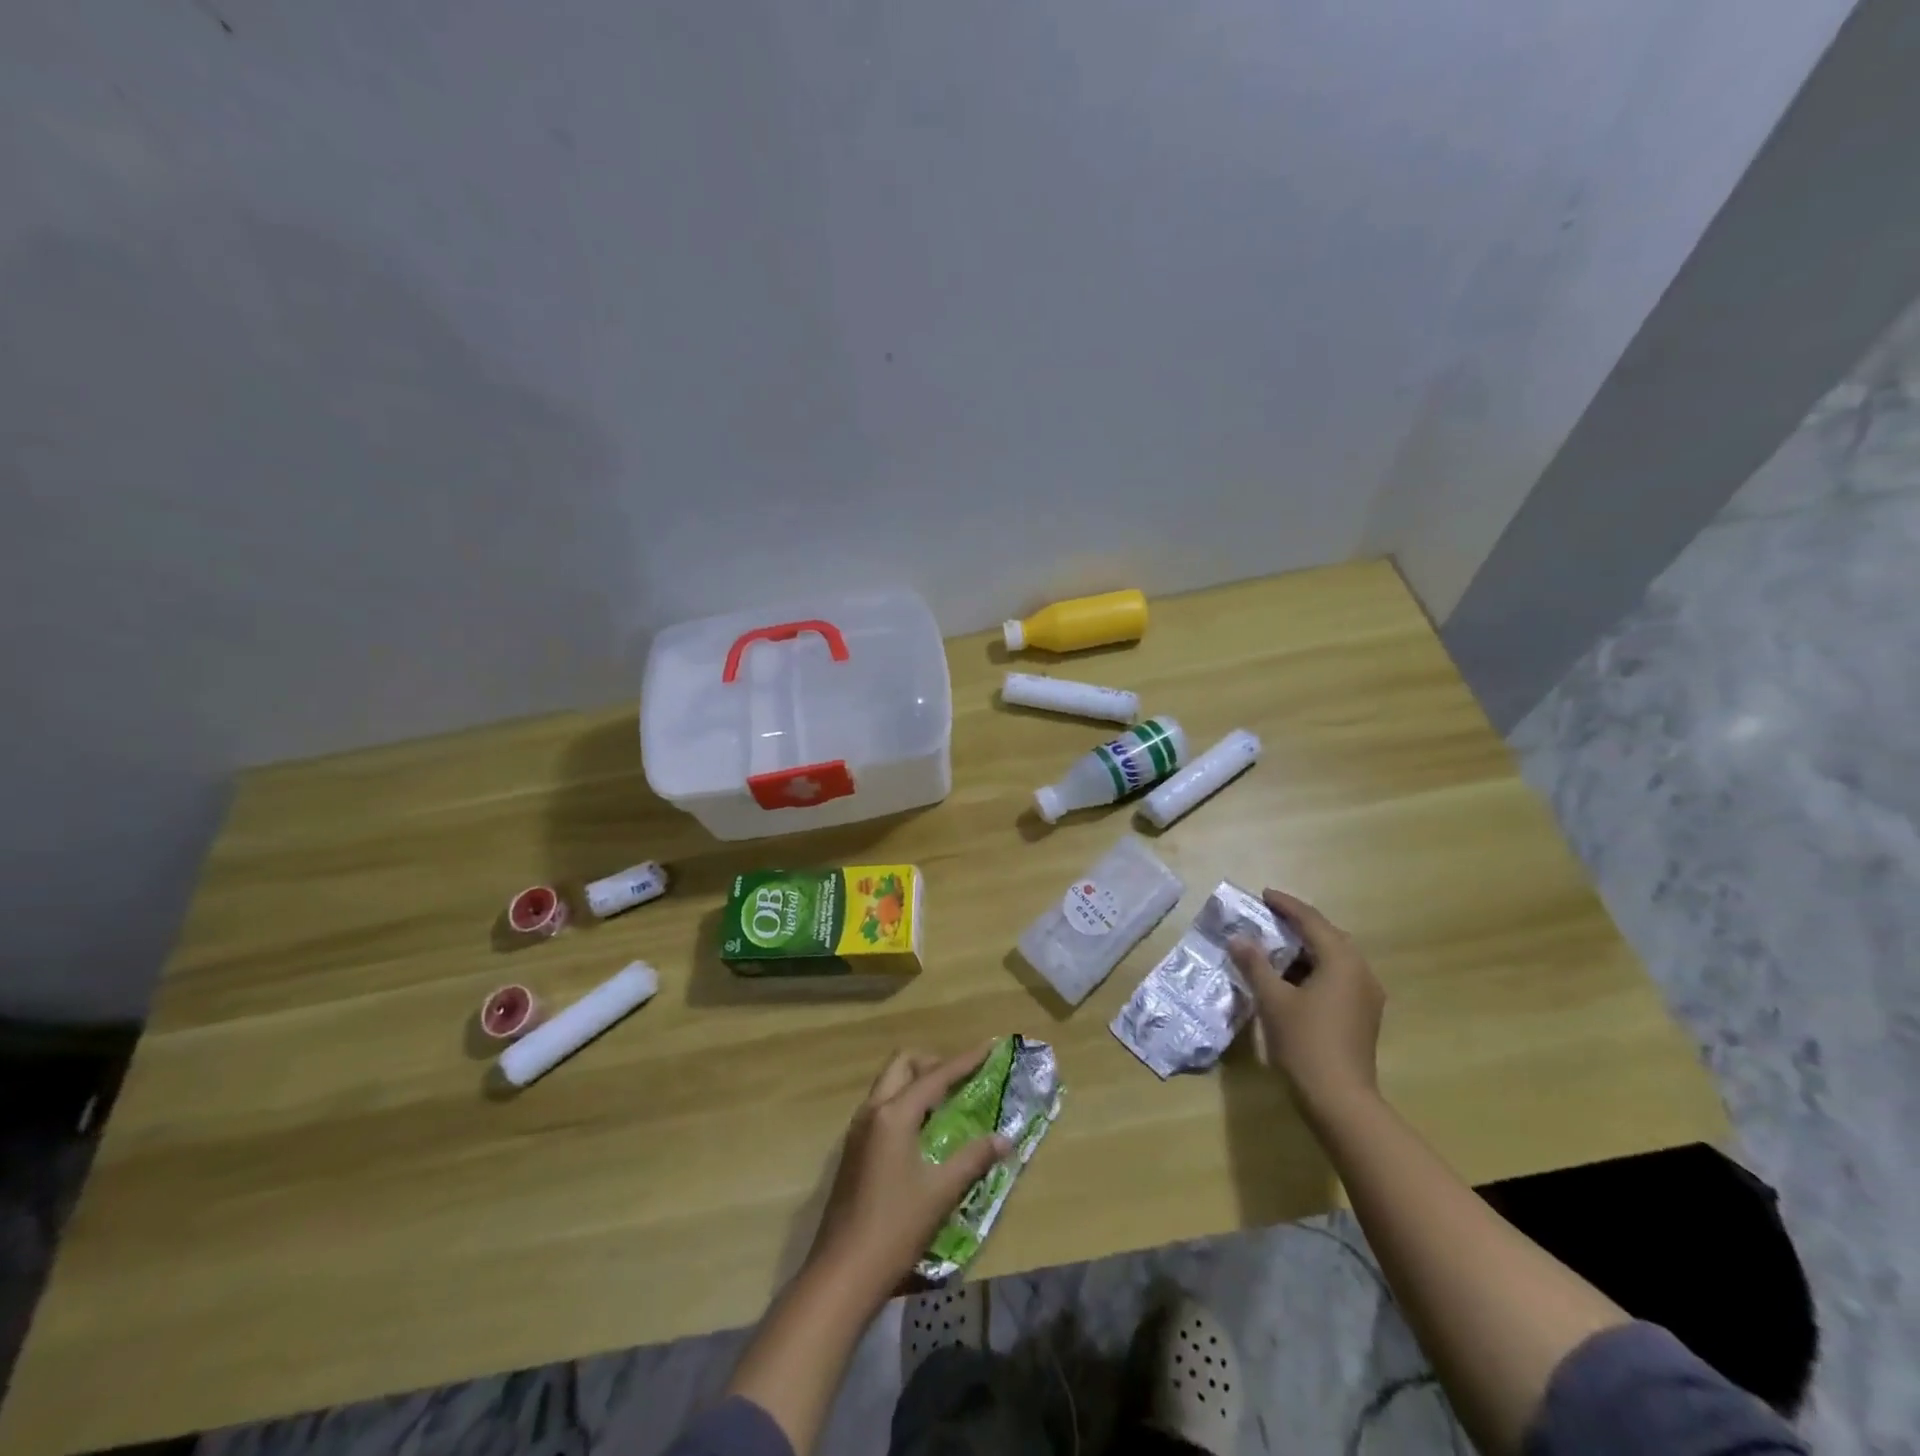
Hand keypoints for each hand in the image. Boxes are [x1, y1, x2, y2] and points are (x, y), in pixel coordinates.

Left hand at [804, 1045, 1010, 1305]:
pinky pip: (882, 1106)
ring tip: (946, 1102)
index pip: (935, 1076)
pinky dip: (904, 1102)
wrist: (842, 1273)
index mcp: (894, 1114)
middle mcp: (872, 1111)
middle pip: (903, 1065)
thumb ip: (974, 1159)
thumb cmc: (895, 1228)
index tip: (988, 1047)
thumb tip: (1005, 1139)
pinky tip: (921, 1130)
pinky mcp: (853, 1149)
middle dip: (933, 1063)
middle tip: (961, 1079)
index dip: (964, 1061)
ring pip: (889, 1084)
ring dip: (916, 1081)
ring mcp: (858, 1130)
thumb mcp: (941, 1192)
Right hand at [1230, 889, 1385, 1115]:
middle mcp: (1360, 972)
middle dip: (1299, 924)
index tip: (1264, 894)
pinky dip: (1314, 968)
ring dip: (1306, 948)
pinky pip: (1338, 977)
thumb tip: (1238, 938)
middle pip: (1328, 936)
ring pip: (1335, 958)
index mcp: (1342, 961)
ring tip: (1276, 945)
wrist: (1340, 1100)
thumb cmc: (1305, 1043)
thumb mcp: (1273, 1000)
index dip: (1286, 906)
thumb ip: (1255, 964)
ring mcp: (1366, 996)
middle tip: (1269, 917)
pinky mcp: (1363, 1015)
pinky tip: (1292, 978)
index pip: (1312, 921)